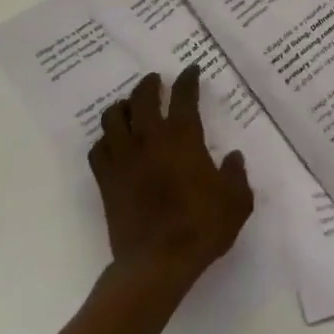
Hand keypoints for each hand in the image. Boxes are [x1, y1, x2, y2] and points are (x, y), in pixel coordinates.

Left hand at [88, 68, 253, 291]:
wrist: (156, 263)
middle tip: (155, 81)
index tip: (191, 71)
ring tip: (130, 108)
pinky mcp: (106, 179)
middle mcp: (149, 137)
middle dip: (149, 84)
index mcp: (182, 136)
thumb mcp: (235, 202)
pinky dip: (105, 140)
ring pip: (113, 117)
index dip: (188, 79)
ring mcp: (123, 157)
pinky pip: (98, 149)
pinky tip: (112, 144)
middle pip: (142, 96)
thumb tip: (233, 158)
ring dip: (122, 107)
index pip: (184, 95)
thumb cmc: (200, 227)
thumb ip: (236, 175)